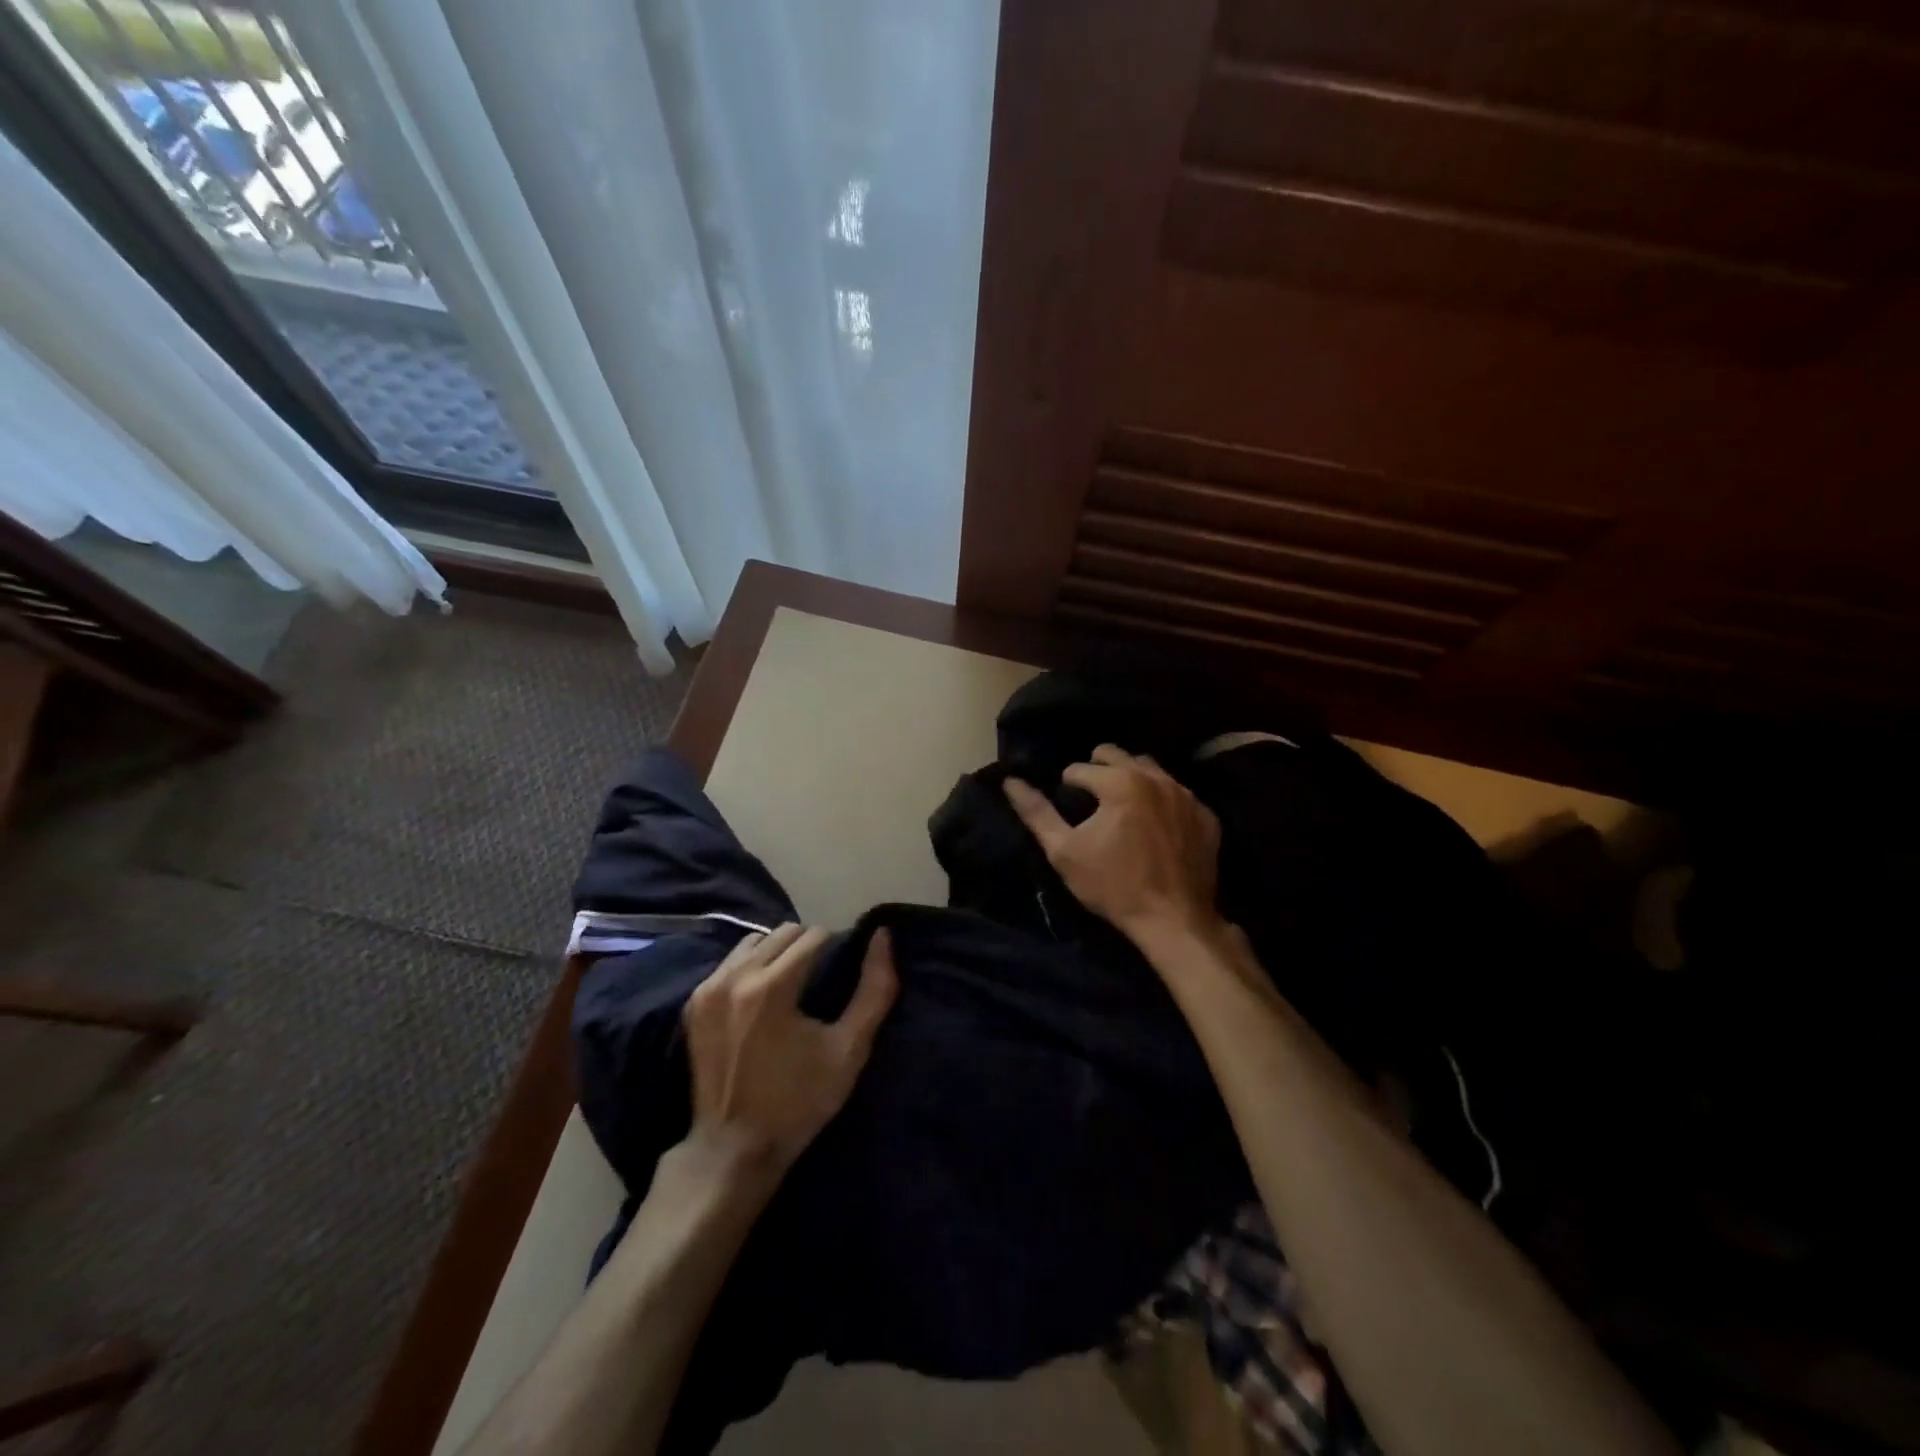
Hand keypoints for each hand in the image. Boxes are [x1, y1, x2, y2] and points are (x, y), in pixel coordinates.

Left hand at [683, 923, 897, 1182]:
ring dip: (778, 952)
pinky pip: (730, 962)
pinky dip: (751, 967)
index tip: (842, 974)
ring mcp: (709, 989)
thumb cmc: (798, 1102)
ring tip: (792, 985)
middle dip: (808, 946)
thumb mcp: (849, 1050)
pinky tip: (763, 997)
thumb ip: (874, 989)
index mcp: (772, 987)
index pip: (815, 936)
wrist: (732, 1149)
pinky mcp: (694, 1003)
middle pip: (784, 932)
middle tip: (821, 979)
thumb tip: (883, 936)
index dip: (836, 949)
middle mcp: (736, 977)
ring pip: (755, 941)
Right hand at [1004, 743, 1221, 942]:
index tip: (1068, 809)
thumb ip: (1037, 813)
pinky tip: (1154, 824)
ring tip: (1120, 805)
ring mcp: (1187, 796)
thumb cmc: (1113, 886)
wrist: (1175, 920)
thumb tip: (1011, 782)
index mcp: (1120, 782)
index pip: (1080, 768)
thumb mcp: (1064, 852)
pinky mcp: (1206, 816)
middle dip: (1098, 769)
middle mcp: (1156, 778)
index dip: (1067, 785)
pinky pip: (1178, 793)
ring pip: (1151, 769)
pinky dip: (1162, 799)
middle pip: (1118, 755)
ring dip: (1131, 777)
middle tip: (1090, 798)